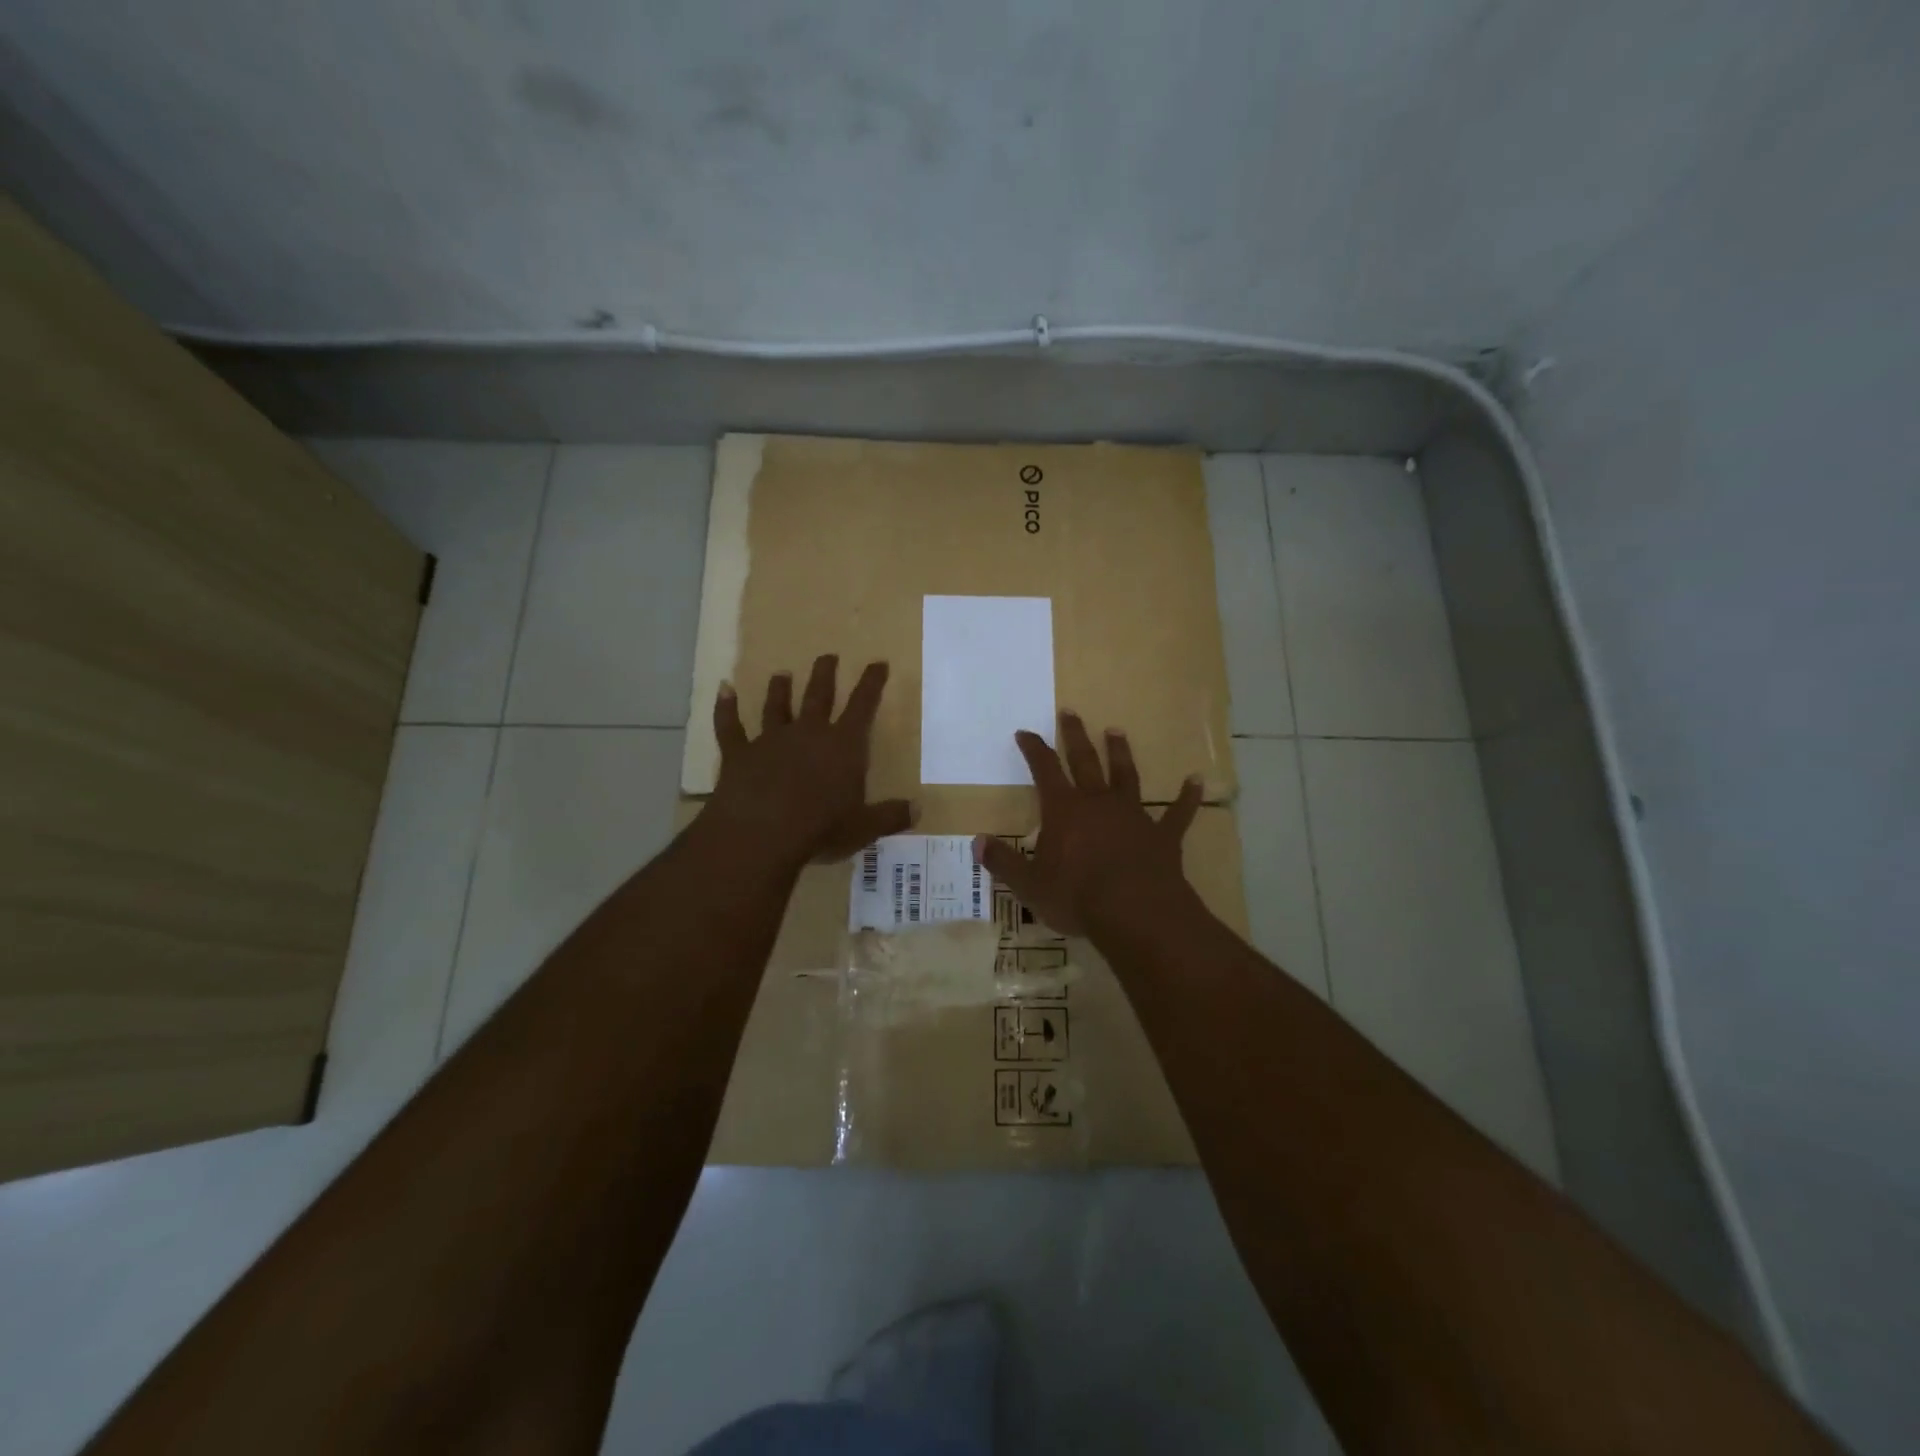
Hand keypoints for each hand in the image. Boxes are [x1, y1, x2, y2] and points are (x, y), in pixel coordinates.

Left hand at [706, 656, 913, 866]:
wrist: (761, 833)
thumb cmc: (820, 828)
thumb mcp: (864, 827)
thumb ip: (891, 816)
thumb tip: (918, 809)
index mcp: (843, 746)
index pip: (863, 706)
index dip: (872, 683)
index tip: (878, 663)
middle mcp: (808, 733)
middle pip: (818, 696)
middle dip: (825, 675)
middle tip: (828, 656)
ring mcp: (770, 741)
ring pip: (776, 707)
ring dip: (780, 690)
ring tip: (782, 673)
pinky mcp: (739, 754)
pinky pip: (730, 726)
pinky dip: (726, 708)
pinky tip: (723, 690)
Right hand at [974, 712, 1202, 934]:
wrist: (1135, 912)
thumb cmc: (1076, 896)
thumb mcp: (1029, 884)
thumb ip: (1003, 862)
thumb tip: (978, 842)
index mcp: (1064, 810)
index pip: (1044, 770)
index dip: (1034, 749)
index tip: (1025, 731)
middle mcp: (1098, 803)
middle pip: (1085, 761)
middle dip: (1075, 736)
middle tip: (1071, 712)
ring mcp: (1134, 816)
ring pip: (1126, 776)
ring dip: (1120, 753)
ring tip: (1116, 731)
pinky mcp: (1163, 836)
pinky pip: (1177, 813)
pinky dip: (1186, 797)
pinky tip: (1196, 781)